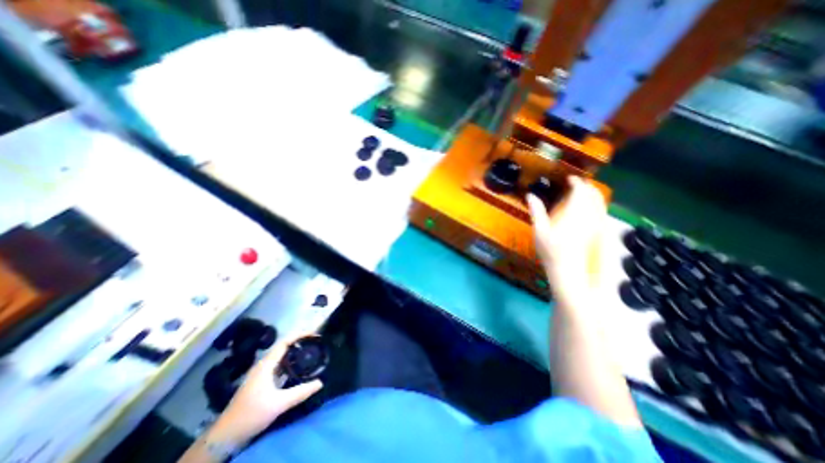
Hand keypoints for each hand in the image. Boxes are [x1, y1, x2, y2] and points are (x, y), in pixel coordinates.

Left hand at [207, 335, 321, 446]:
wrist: (225, 436)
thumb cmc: (251, 415)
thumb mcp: (279, 404)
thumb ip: (300, 392)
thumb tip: (321, 382)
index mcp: (266, 365)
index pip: (285, 342)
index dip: (300, 335)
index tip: (314, 334)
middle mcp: (264, 365)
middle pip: (284, 346)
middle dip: (300, 341)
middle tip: (316, 341)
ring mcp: (261, 373)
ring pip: (281, 356)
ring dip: (295, 351)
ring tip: (311, 350)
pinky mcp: (262, 381)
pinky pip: (279, 365)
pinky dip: (291, 361)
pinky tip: (299, 367)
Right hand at [528, 175, 603, 286]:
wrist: (568, 269)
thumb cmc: (551, 250)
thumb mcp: (539, 230)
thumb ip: (536, 211)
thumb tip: (530, 195)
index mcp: (574, 213)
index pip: (581, 191)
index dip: (577, 182)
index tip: (569, 178)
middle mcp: (589, 216)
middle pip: (595, 194)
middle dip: (587, 186)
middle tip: (576, 184)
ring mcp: (597, 224)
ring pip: (601, 203)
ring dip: (593, 194)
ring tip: (582, 194)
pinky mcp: (599, 232)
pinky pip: (602, 212)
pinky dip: (597, 205)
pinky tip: (588, 210)